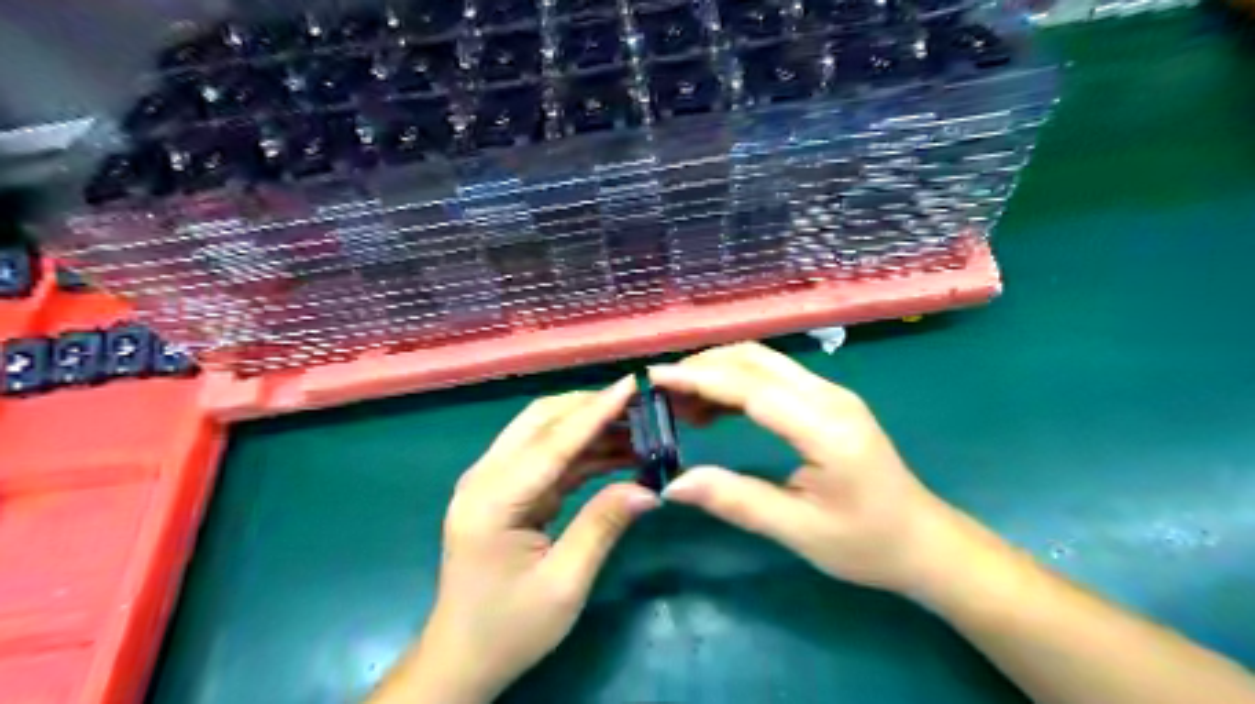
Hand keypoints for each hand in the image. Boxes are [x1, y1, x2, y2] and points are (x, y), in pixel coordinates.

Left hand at [372, 383, 658, 699]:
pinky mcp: (505, 491)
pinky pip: (547, 458)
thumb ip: (603, 525)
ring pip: (545, 433)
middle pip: (541, 421)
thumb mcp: (564, 583)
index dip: (596, 411)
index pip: (552, 442)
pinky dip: (582, 451)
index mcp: (492, 500)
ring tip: (639, 428)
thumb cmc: (510, 628)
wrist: (463, 658)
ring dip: (590, 427)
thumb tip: (649, 488)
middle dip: (591, 408)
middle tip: (641, 406)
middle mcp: (485, 478)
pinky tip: (618, 452)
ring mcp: (492, 482)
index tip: (632, 385)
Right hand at [646, 340, 962, 592]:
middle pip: (755, 359)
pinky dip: (736, 383)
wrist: (923, 541)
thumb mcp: (799, 531)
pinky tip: (713, 409)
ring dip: (718, 371)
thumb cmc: (866, 544)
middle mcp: (829, 396)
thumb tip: (673, 484)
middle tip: (660, 392)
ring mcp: (830, 394)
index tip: (653, 379)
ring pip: (763, 362)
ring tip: (679, 402)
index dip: (698, 378)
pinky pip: (773, 377)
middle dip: (703, 366)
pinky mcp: (827, 401)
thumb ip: (736, 501)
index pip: (750, 387)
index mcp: (825, 426)